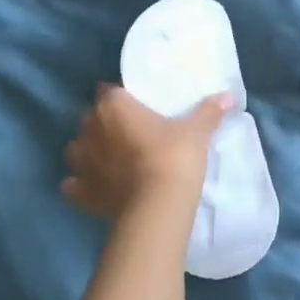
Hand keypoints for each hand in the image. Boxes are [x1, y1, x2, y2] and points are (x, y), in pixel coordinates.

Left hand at [61, 85, 232, 223]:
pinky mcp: (81, 193)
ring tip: (108, 157)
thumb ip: (208, 111)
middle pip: (90, 117)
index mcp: (114, 107)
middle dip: (103, 121)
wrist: (157, 208)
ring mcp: (82, 163)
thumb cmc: (174, 158)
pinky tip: (96, 187)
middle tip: (127, 130)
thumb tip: (227, 96)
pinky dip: (80, 184)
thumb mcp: (196, 132)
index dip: (120, 96)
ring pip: (76, 148)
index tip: (135, 104)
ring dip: (87, 150)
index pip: (109, 90)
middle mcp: (91, 129)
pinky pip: (73, 184)